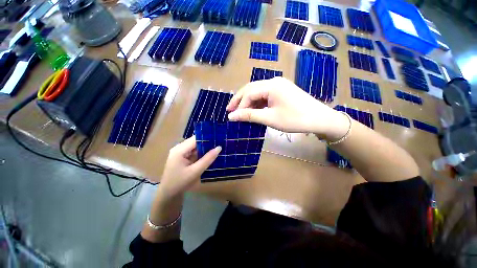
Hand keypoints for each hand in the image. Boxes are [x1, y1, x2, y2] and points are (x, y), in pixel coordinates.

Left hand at [159, 136, 220, 198]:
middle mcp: (179, 148)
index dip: (207, 137)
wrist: (168, 195)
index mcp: (180, 150)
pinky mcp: (183, 158)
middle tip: (221, 142)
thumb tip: (219, 147)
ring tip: (218, 147)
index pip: (196, 139)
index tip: (219, 138)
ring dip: (205, 148)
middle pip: (196, 142)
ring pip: (196, 147)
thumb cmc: (180, 183)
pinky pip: (194, 152)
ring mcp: (180, 153)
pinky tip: (210, 154)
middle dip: (207, 142)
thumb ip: (208, 159)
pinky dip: (202, 153)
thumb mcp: (196, 171)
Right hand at [226, 77, 348, 139]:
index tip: (232, 117)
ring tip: (240, 111)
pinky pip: (265, 95)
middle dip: (239, 100)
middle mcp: (273, 81)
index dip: (240, 106)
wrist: (320, 119)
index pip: (249, 93)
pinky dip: (257, 103)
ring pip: (257, 92)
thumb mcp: (270, 118)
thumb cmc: (295, 119)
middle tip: (230, 110)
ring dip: (248, 101)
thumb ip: (250, 116)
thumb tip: (232, 116)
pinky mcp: (282, 91)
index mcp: (271, 85)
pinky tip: (253, 109)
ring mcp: (278, 85)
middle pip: (251, 89)